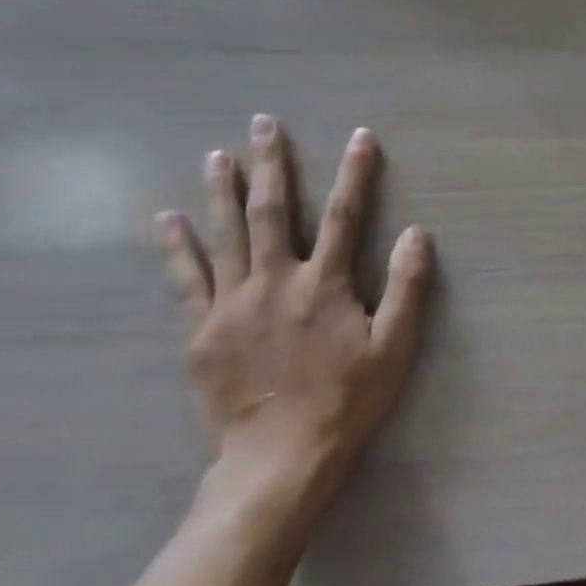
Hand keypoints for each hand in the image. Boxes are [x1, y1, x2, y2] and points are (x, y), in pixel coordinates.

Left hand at [157, 115, 432, 531]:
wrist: (276, 461)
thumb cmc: (345, 401)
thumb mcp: (394, 348)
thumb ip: (408, 287)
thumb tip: (418, 232)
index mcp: (325, 284)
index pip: (346, 215)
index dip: (356, 173)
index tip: (360, 136)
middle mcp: (276, 282)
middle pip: (273, 211)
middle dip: (271, 164)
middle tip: (263, 124)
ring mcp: (232, 304)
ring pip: (226, 235)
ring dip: (222, 191)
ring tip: (218, 154)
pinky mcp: (201, 331)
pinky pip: (186, 279)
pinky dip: (176, 247)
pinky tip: (166, 219)